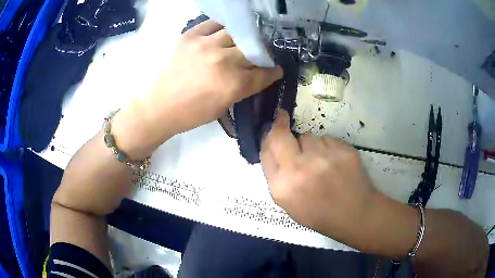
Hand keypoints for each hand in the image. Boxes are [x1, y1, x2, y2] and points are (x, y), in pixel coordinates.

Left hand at [144, 20, 281, 133]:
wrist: (155, 107)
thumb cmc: (187, 115)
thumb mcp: (220, 109)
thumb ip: (240, 90)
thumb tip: (253, 77)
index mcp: (233, 85)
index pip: (264, 73)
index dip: (273, 71)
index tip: (275, 69)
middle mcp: (224, 61)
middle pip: (253, 50)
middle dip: (260, 54)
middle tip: (258, 55)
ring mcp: (206, 45)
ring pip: (236, 33)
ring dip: (242, 38)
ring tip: (241, 42)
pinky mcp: (190, 36)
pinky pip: (213, 23)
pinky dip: (222, 27)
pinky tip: (223, 32)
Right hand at [260, 109, 377, 240]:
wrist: (354, 214)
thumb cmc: (320, 214)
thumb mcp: (289, 205)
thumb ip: (277, 178)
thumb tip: (274, 151)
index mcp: (283, 186)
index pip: (266, 152)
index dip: (267, 138)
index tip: (271, 128)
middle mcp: (299, 168)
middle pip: (280, 136)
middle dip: (279, 125)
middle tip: (281, 117)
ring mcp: (323, 156)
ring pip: (308, 137)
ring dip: (309, 145)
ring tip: (320, 161)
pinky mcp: (342, 149)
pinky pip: (327, 139)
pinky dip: (327, 147)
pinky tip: (334, 162)